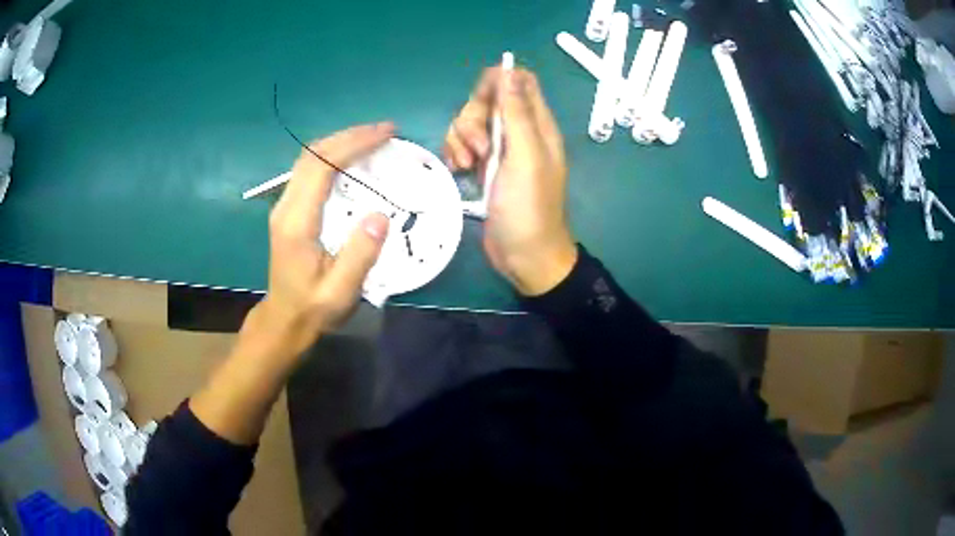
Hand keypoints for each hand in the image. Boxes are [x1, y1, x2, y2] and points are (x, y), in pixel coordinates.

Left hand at [254, 123, 393, 359]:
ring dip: (341, 141)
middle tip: (386, 131)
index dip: (353, 144)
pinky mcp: (289, 208)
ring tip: (374, 138)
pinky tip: (353, 158)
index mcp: (297, 222)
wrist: (284, 319)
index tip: (385, 134)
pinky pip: (309, 169)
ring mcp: (284, 205)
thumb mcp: (340, 292)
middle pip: (312, 154)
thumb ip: (359, 255)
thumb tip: (381, 215)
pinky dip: (333, 155)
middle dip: (350, 135)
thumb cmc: (313, 309)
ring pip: (308, 158)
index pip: (321, 167)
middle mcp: (286, 206)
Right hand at [443, 67, 576, 295]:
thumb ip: (517, 112)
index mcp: (537, 124)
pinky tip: (458, 170)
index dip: (496, 82)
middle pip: (487, 100)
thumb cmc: (529, 208)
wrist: (525, 255)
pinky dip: (456, 152)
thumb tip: (508, 70)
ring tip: (467, 165)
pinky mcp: (485, 167)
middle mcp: (519, 131)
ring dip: (461, 138)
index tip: (481, 103)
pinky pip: (463, 144)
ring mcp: (500, 150)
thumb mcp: (525, 157)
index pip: (518, 81)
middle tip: (479, 149)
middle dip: (472, 118)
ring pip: (471, 122)